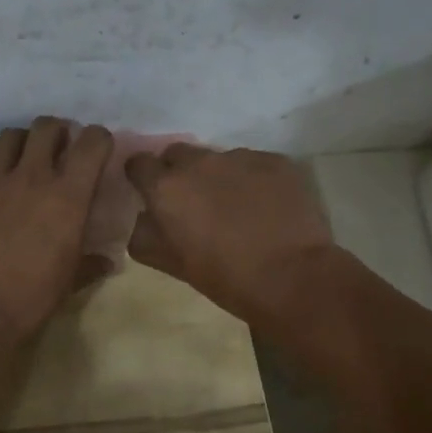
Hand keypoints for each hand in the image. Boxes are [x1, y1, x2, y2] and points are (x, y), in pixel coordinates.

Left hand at [0, 118, 114, 341]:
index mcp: (68, 197)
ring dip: (21, 143)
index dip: (97, 141)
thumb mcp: (68, 282)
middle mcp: (33, 175)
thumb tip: (109, 261)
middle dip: (57, 134)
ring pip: (11, 134)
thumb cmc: (28, 300)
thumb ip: (91, 264)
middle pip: (48, 127)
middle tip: (54, 152)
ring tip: (18, 161)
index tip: (94, 152)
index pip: (93, 143)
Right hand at [125, 145, 336, 324]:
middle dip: (179, 172)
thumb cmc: (225, 277)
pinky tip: (266, 207)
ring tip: (237, 207)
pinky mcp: (276, 161)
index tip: (150, 193)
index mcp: (166, 188)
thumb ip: (146, 236)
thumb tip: (144, 219)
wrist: (292, 277)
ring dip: (220, 177)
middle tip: (194, 202)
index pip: (139, 163)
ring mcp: (241, 157)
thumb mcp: (172, 265)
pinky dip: (254, 180)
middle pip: (178, 154)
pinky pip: (255, 164)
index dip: (142, 177)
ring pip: (219, 159)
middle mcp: (199, 162)